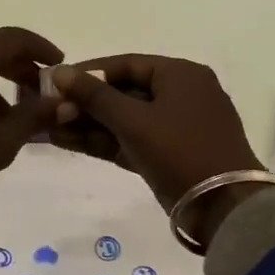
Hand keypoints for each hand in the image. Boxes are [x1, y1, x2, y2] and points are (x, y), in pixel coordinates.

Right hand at [49, 56, 263, 214]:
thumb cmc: (180, 151)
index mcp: (181, 75)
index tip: (56, 83)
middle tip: (50, 111)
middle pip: (125, 92)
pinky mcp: (173, 155)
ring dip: (91, 125)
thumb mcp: (133, 121)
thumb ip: (94, 96)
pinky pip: (134, 139)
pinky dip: (106, 142)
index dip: (88, 73)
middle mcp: (183, 94)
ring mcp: (179, 126)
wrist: (225, 210)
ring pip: (127, 119)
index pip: (126, 65)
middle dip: (86, 103)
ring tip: (50, 129)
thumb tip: (59, 72)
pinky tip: (69, 143)